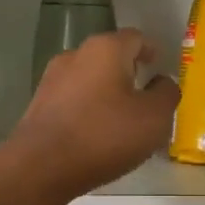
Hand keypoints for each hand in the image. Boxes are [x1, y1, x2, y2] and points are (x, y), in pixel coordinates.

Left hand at [8, 30, 181, 201]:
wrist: (41, 167)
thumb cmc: (105, 135)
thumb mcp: (154, 118)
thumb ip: (166, 94)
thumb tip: (162, 82)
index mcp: (106, 49)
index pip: (135, 38)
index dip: (151, 51)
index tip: (159, 67)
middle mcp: (76, 55)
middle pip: (109, 57)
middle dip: (128, 72)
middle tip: (145, 97)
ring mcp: (52, 79)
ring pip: (89, 79)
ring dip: (106, 93)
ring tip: (121, 120)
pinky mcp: (38, 105)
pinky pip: (72, 100)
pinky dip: (87, 110)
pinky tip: (95, 135)